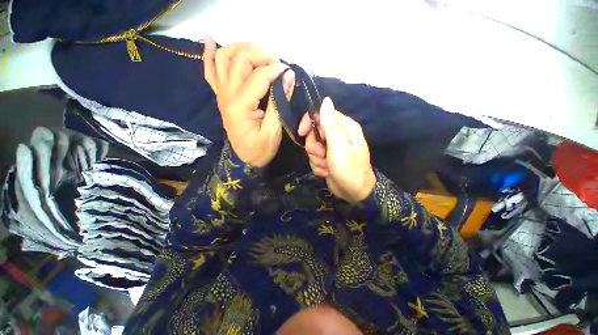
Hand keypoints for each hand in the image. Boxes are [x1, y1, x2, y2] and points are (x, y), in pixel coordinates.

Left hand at [203, 37, 294, 167]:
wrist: (244, 159)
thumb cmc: (260, 149)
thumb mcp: (274, 130)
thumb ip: (279, 103)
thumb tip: (289, 76)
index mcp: (241, 106)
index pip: (259, 76)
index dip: (276, 70)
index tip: (289, 71)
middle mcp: (226, 95)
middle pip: (239, 60)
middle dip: (260, 53)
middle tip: (276, 61)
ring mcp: (221, 93)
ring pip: (223, 58)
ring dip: (240, 48)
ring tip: (257, 51)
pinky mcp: (220, 95)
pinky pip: (210, 71)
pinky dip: (209, 54)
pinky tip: (210, 39)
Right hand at [298, 97, 375, 202]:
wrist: (355, 193)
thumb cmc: (349, 169)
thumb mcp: (339, 146)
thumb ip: (330, 124)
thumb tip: (326, 100)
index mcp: (344, 127)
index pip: (320, 114)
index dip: (308, 123)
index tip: (301, 133)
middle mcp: (338, 135)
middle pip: (314, 133)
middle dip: (314, 147)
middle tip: (323, 155)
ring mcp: (331, 148)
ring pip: (312, 148)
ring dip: (317, 159)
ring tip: (328, 166)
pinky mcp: (327, 159)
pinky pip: (315, 159)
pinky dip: (319, 166)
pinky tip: (327, 172)